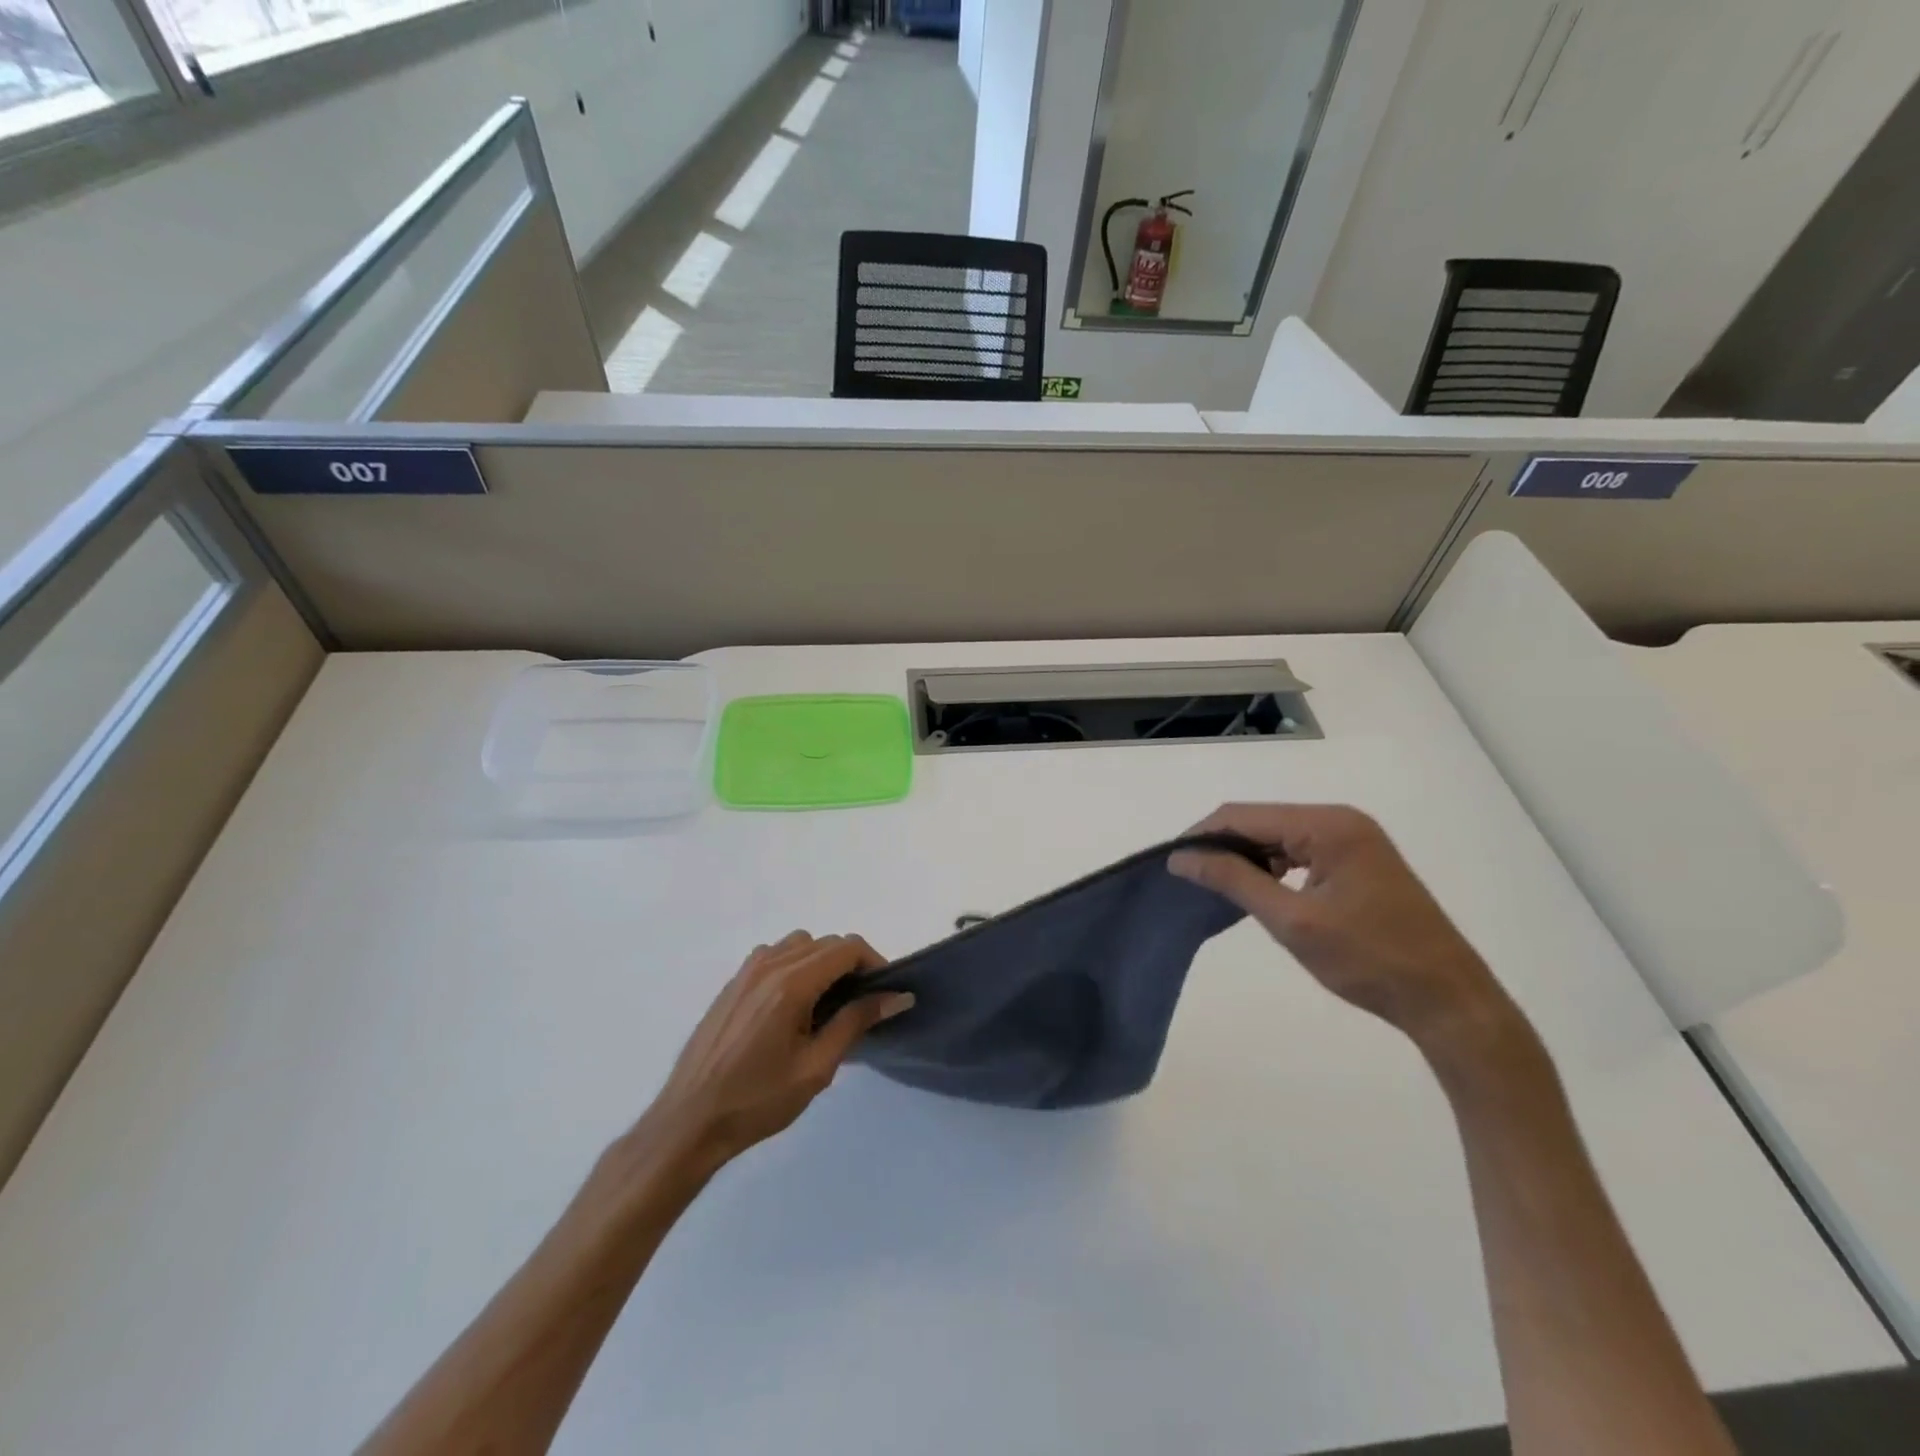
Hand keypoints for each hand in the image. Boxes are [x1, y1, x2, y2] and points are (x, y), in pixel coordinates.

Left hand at [644, 932, 913, 1174]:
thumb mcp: (816, 1068)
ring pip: (800, 944)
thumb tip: (897, 997)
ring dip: (822, 962)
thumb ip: (856, 1023)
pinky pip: (774, 955)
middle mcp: (769, 965)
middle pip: (826, 942)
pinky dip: (795, 966)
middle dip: (851, 964)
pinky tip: (793, 1006)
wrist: (689, 1122)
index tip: (885, 994)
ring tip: (828, 1004)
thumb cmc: (757, 1101)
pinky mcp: (733, 983)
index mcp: (791, 984)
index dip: (875, 963)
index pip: (847, 948)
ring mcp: (746, 971)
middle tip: (862, 1004)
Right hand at [1170, 804, 1517, 1059]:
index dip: (1202, 835)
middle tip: (1188, 879)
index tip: (1170, 864)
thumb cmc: (1369, 960)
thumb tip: (1181, 857)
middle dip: (1221, 845)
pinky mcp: (1359, 861)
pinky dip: (1273, 867)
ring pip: (1278, 836)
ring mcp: (1354, 840)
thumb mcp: (1292, 921)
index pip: (1244, 815)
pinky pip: (1300, 851)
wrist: (1449, 1001)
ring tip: (1215, 886)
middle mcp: (1341, 820)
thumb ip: (1233, 880)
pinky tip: (1258, 889)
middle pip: (1261, 821)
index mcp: (1327, 825)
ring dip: (1246, 857)